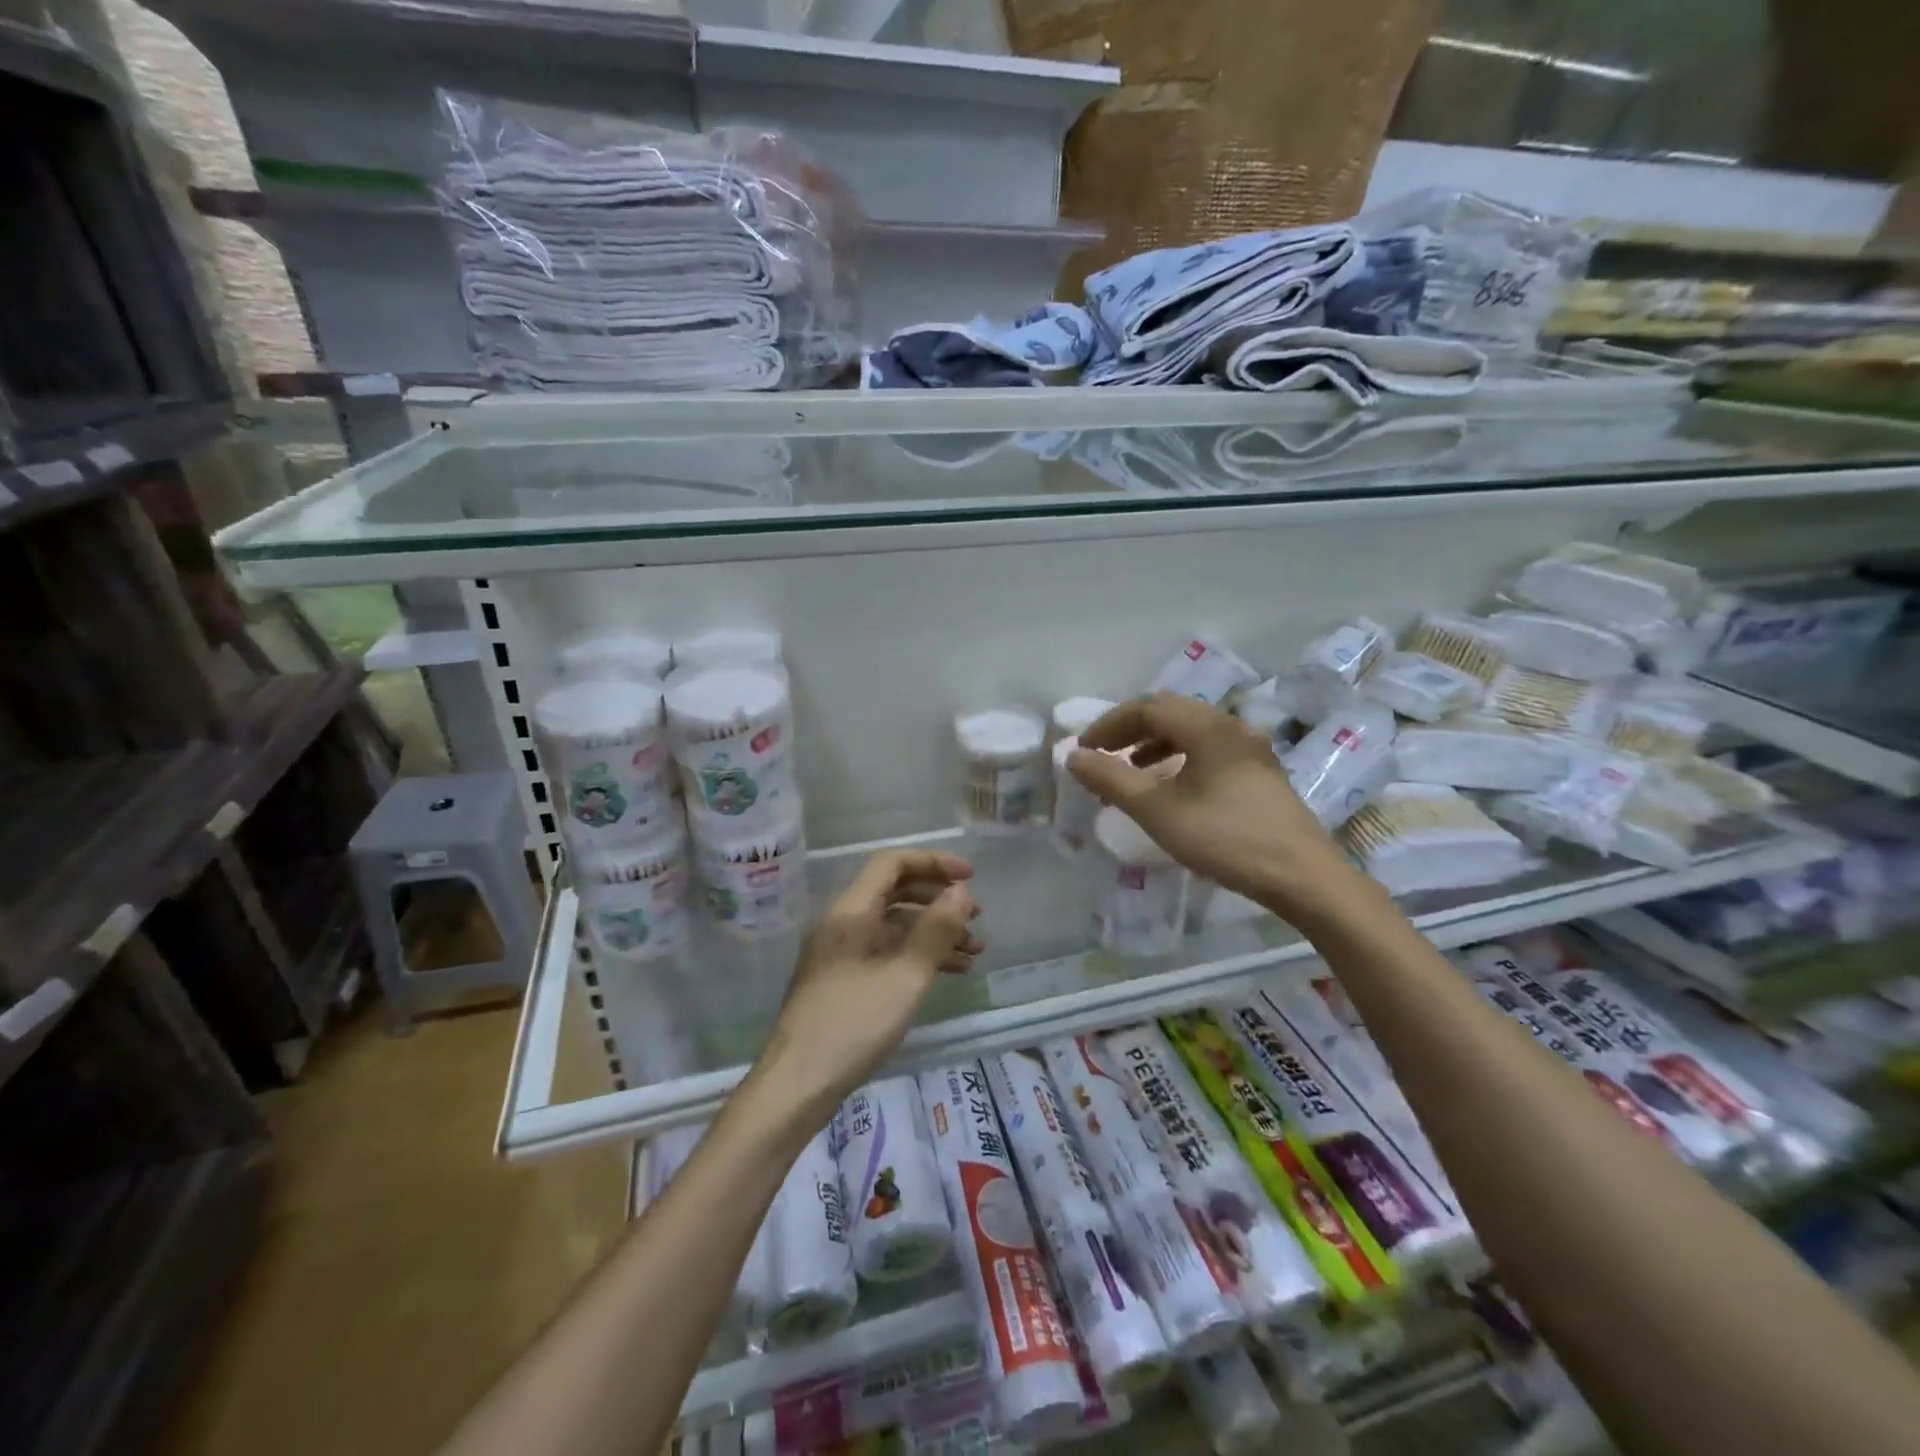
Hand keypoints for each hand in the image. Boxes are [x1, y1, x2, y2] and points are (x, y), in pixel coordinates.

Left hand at [758, 849, 980, 1119]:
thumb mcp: (905, 976)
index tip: (970, 877)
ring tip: (975, 951)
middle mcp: (843, 924)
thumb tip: (961, 892)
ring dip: (934, 932)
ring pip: (894, 926)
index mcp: (851, 912)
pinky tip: (949, 973)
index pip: (892, 863)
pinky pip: (886, 952)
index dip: (933, 862)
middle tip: (977, 918)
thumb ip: (936, 930)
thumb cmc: (853, 1025)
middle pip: (895, 892)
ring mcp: (841, 953)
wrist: (797, 1085)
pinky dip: (917, 955)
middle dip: (938, 899)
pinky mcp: (843, 980)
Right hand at [1070, 692, 1359, 921]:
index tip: (1084, 750)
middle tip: (1103, 756)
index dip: (1109, 725)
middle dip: (1130, 730)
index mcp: (1207, 727)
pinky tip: (1170, 786)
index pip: (1147, 707)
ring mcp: (1250, 748)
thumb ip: (1111, 779)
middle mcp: (1231, 726)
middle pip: (1169, 712)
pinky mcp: (1259, 771)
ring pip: (1190, 730)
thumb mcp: (1157, 810)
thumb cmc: (1225, 838)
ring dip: (1153, 743)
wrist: (1301, 876)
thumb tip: (1073, 757)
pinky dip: (1178, 757)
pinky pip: (1208, 749)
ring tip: (1130, 770)